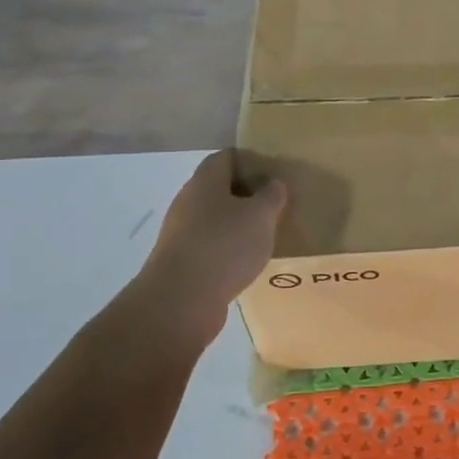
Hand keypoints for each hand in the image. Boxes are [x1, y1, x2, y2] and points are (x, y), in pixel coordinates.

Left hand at [129, 150, 285, 342]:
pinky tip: (248, 261)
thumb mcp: (261, 215)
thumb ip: (272, 195)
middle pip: (220, 188)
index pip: (226, 157)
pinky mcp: (182, 262)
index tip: (275, 171)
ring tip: (267, 234)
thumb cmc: (224, 246)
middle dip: (248, 193)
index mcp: (205, 182)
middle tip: (277, 203)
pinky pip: (211, 245)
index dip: (251, 159)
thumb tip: (272, 184)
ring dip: (239, 224)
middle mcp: (188, 202)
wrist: (181, 302)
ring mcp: (181, 233)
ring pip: (216, 219)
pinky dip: (229, 249)